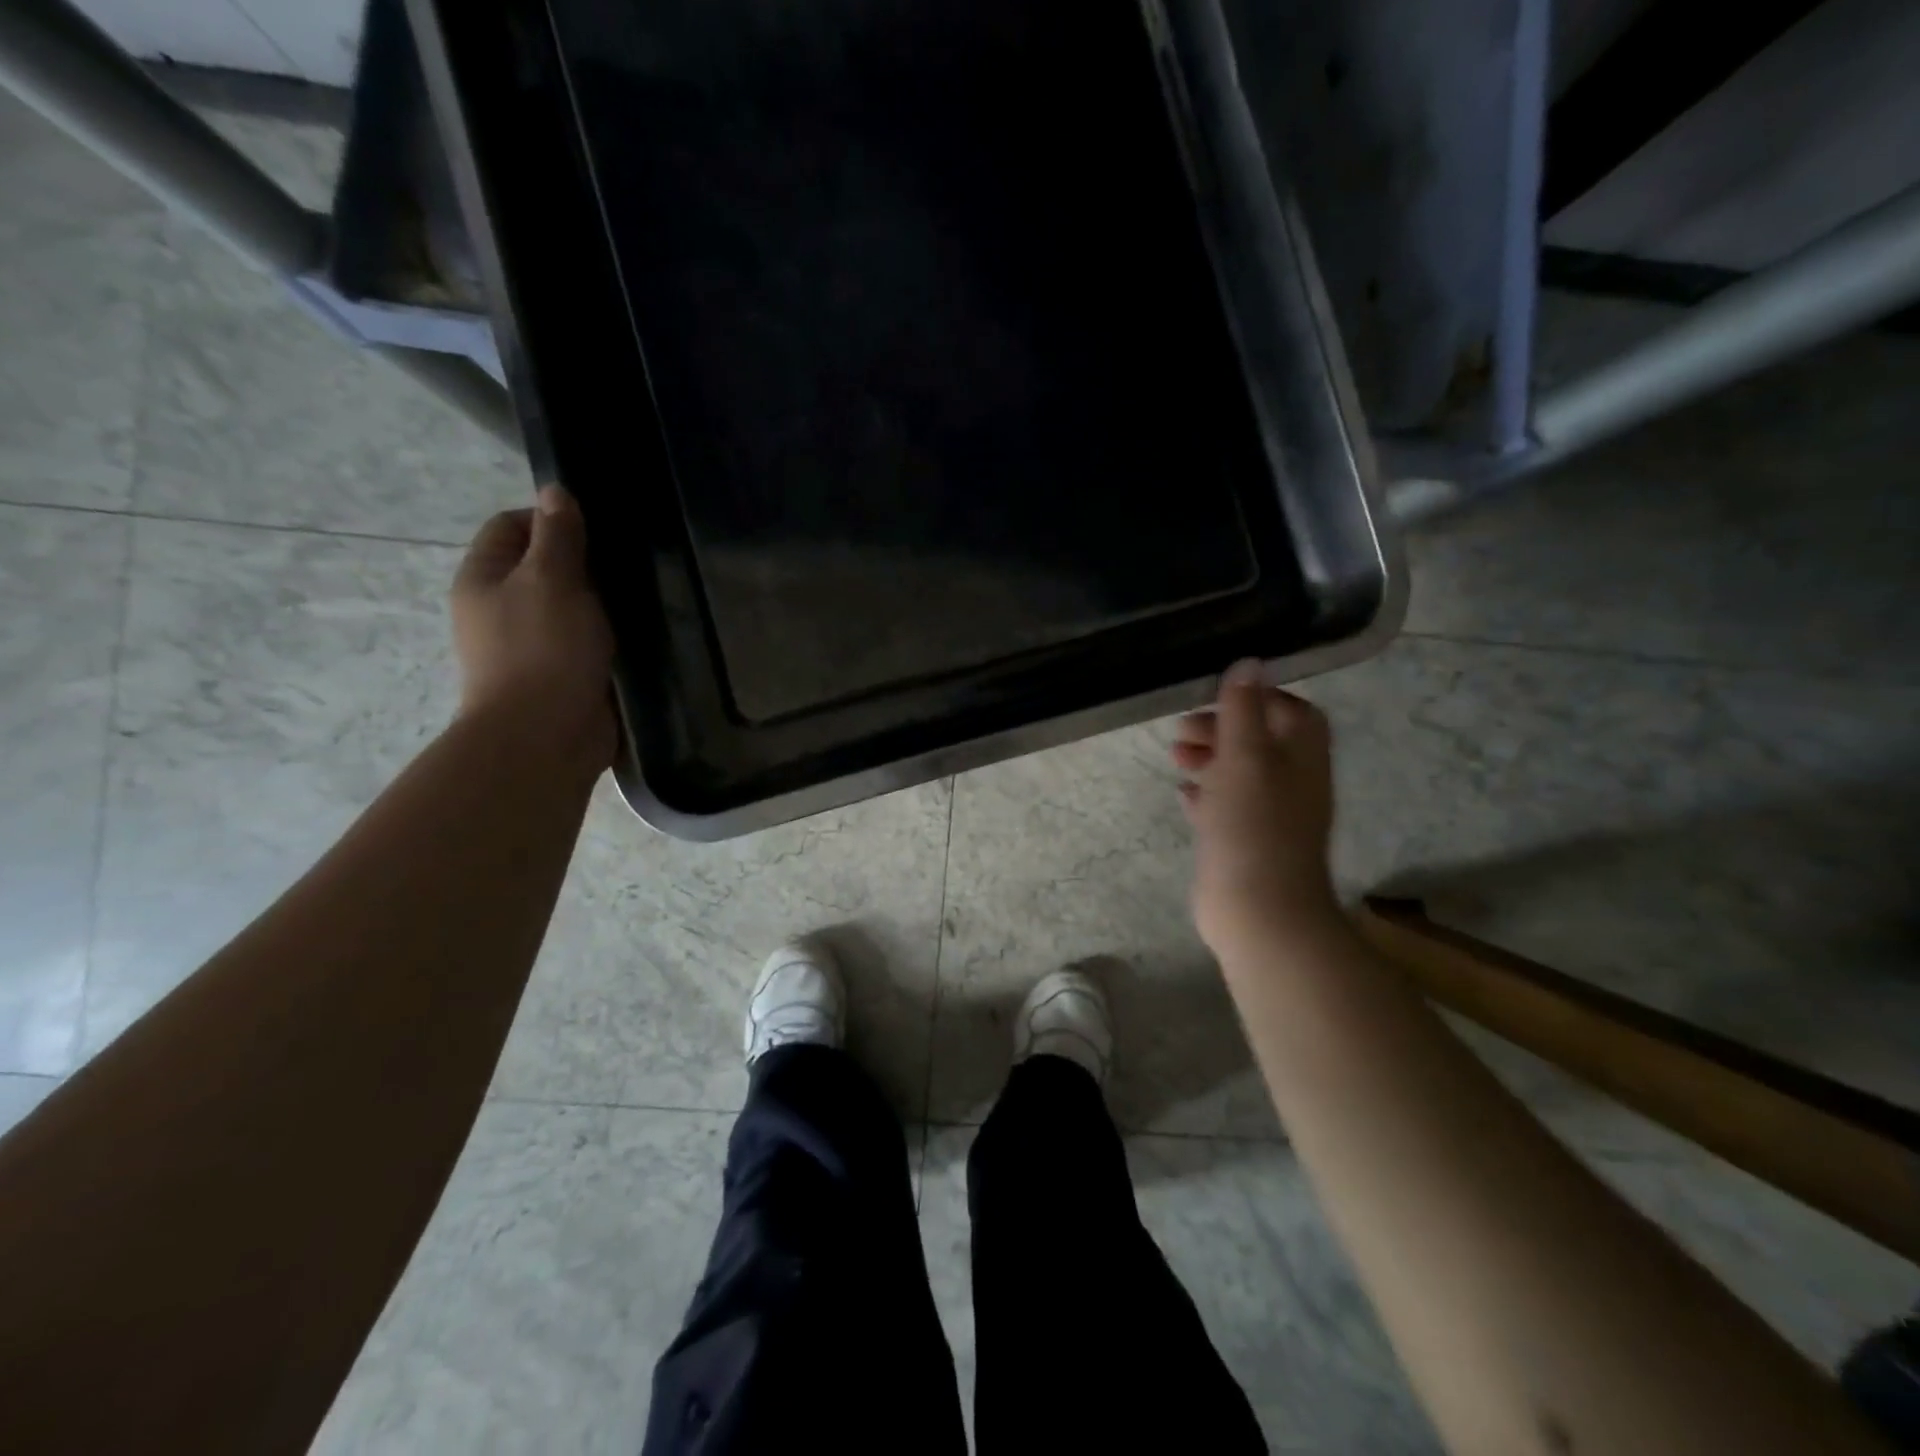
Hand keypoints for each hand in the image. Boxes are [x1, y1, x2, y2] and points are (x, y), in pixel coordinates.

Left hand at [451, 484, 615, 767]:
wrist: (545, 737)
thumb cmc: (543, 650)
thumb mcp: (551, 580)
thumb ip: (558, 536)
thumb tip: (555, 491)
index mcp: (484, 579)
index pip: (511, 526)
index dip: (551, 518)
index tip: (598, 530)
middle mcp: (501, 609)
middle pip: (543, 567)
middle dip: (584, 564)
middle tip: (628, 564)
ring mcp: (532, 646)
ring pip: (570, 608)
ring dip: (602, 603)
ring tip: (642, 597)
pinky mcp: (562, 675)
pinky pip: (587, 642)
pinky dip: (610, 636)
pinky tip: (640, 633)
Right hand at [1172, 659, 1341, 957]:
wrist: (1259, 910)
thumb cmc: (1254, 825)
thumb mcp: (1246, 756)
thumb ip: (1244, 709)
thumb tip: (1250, 662)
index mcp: (1302, 757)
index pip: (1291, 711)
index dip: (1257, 697)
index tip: (1217, 696)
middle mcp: (1291, 783)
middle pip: (1260, 740)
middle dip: (1222, 728)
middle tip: (1182, 729)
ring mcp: (1269, 816)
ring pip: (1239, 774)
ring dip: (1209, 758)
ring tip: (1175, 757)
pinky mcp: (1244, 843)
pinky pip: (1225, 808)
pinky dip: (1205, 794)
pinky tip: (1183, 792)